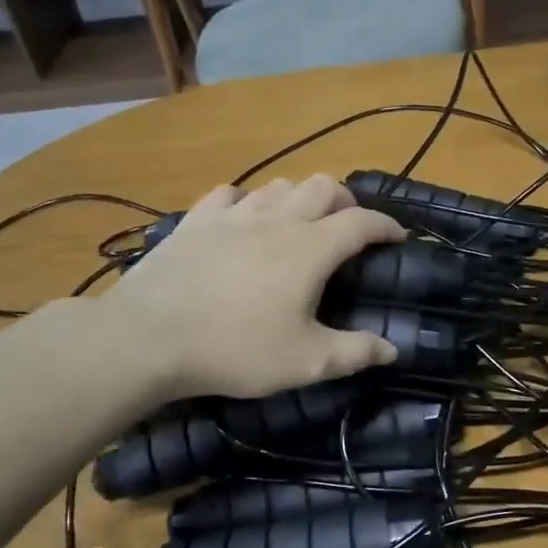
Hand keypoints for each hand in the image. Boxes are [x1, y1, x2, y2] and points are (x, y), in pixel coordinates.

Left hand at [108, 175, 405, 400]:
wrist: (149, 336)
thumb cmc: (236, 348)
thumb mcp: (305, 362)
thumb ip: (354, 353)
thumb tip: (393, 349)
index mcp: (311, 248)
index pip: (362, 221)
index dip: (385, 224)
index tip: (397, 235)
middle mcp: (278, 219)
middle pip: (323, 186)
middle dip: (345, 200)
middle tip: (347, 226)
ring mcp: (234, 215)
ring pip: (278, 185)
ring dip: (299, 197)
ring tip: (299, 221)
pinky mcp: (196, 220)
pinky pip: (229, 194)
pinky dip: (246, 201)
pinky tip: (242, 218)